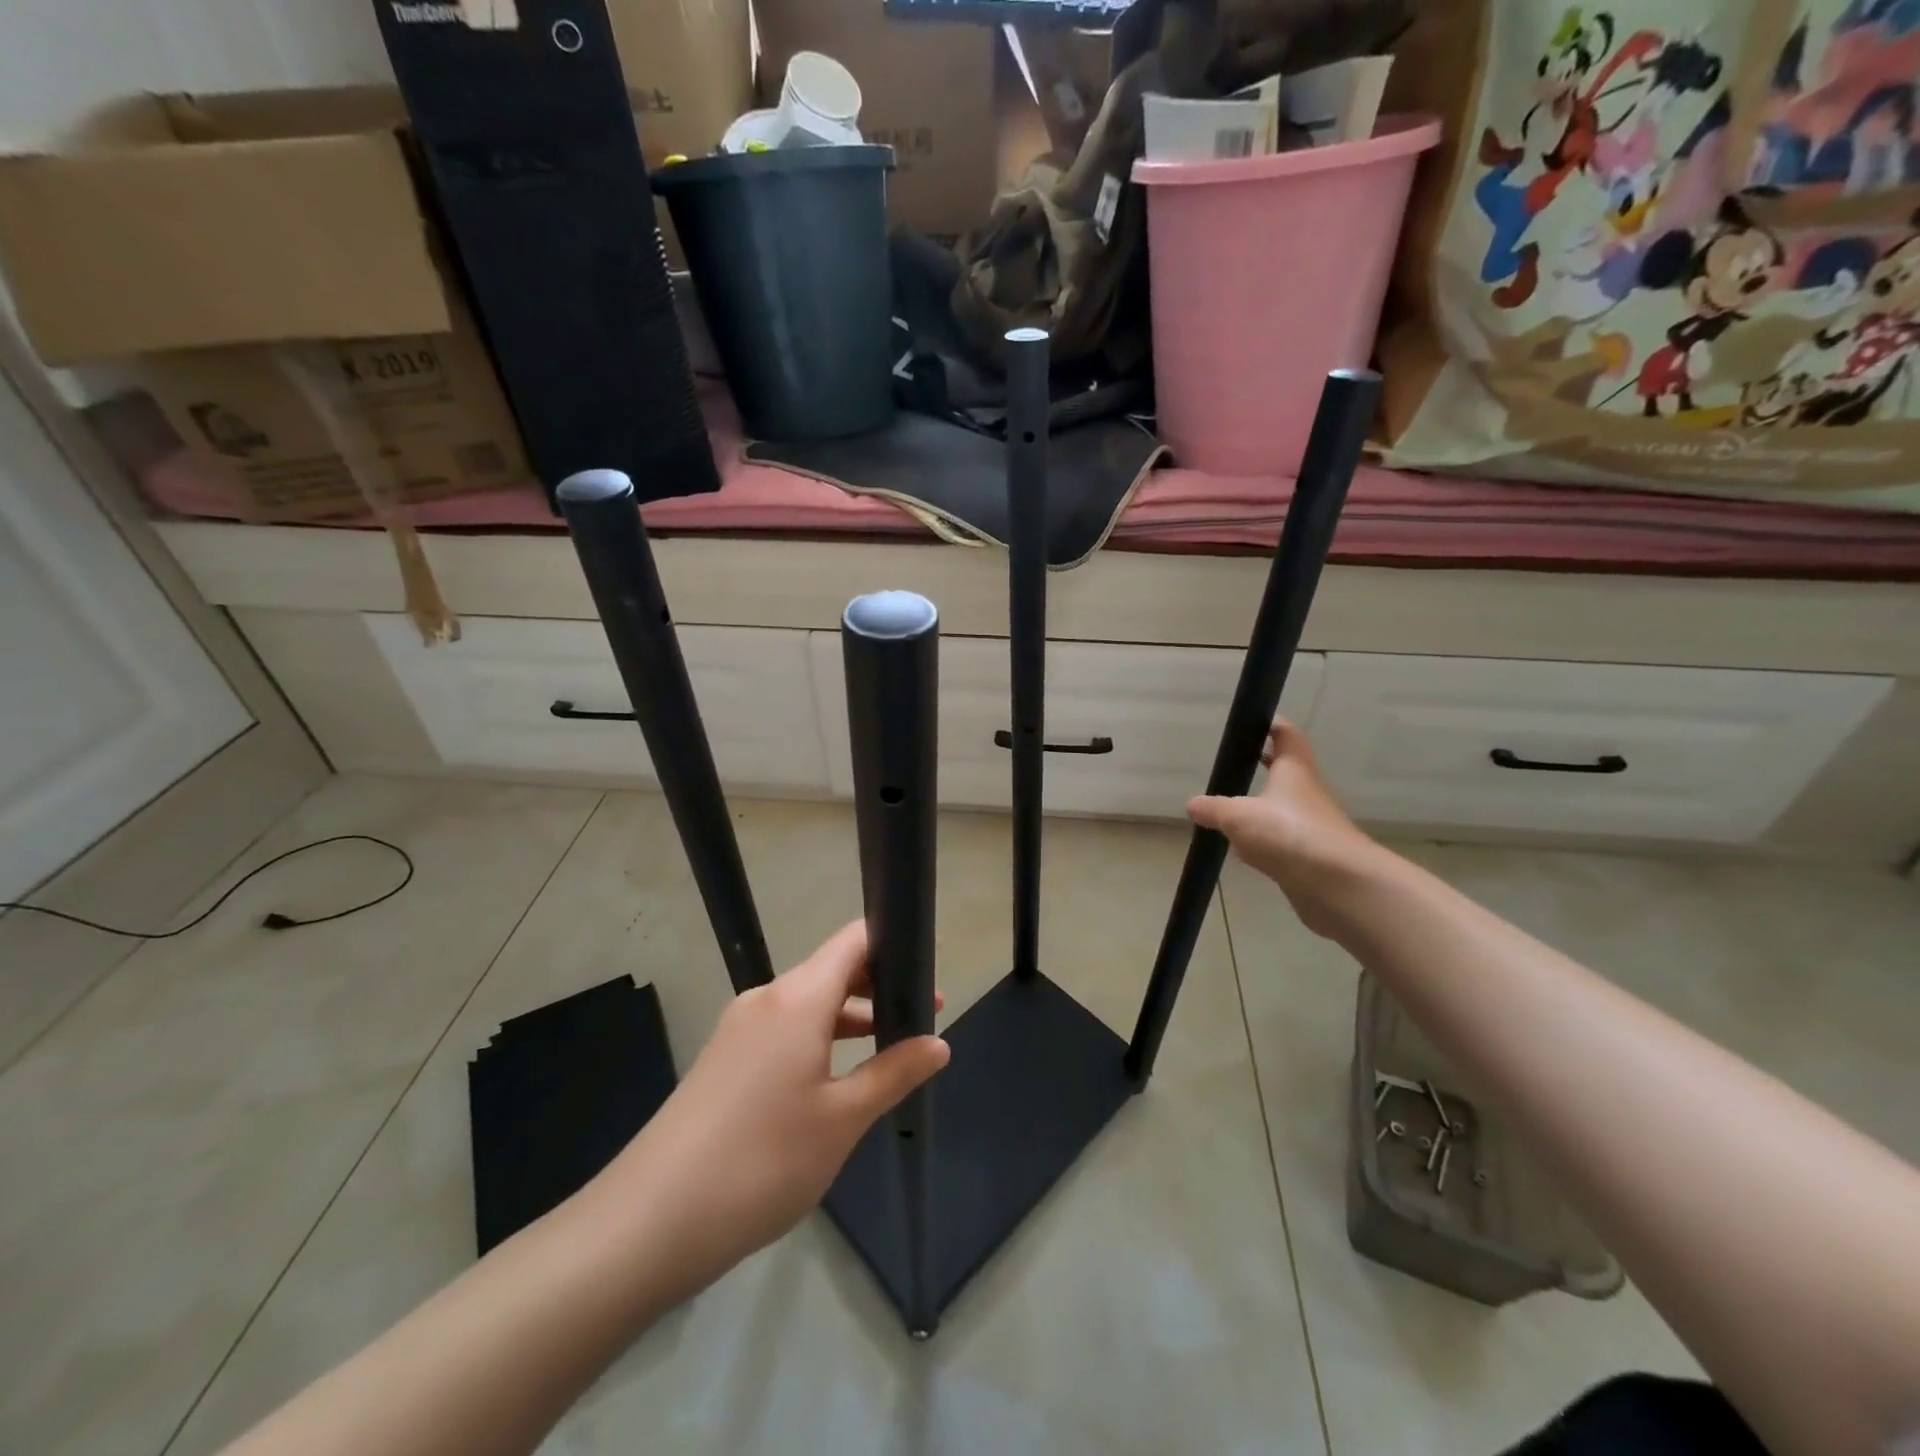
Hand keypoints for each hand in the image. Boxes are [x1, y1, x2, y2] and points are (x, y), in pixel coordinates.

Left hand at [595, 921, 948, 1293]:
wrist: (649, 1221)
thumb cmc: (762, 1161)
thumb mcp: (842, 1120)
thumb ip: (894, 1073)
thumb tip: (939, 1044)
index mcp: (797, 997)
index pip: (853, 940)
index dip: (894, 943)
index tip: (929, 968)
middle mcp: (766, 998)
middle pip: (832, 969)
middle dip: (880, 986)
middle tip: (924, 1015)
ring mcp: (739, 1028)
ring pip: (808, 1003)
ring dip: (851, 1016)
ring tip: (891, 1048)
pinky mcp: (723, 1059)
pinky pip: (784, 1029)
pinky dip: (819, 1038)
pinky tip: (836, 1079)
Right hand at [1187, 720, 1385, 938]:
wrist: (1338, 885)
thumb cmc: (1288, 833)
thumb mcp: (1238, 816)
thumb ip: (1213, 809)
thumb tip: (1193, 805)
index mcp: (1294, 770)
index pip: (1286, 736)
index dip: (1272, 726)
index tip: (1255, 722)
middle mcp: (1306, 793)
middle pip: (1286, 773)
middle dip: (1264, 767)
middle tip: (1237, 764)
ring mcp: (1311, 826)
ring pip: (1282, 810)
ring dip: (1262, 808)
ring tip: (1231, 812)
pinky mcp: (1310, 857)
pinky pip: (1281, 842)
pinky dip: (1263, 843)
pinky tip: (1243, 853)